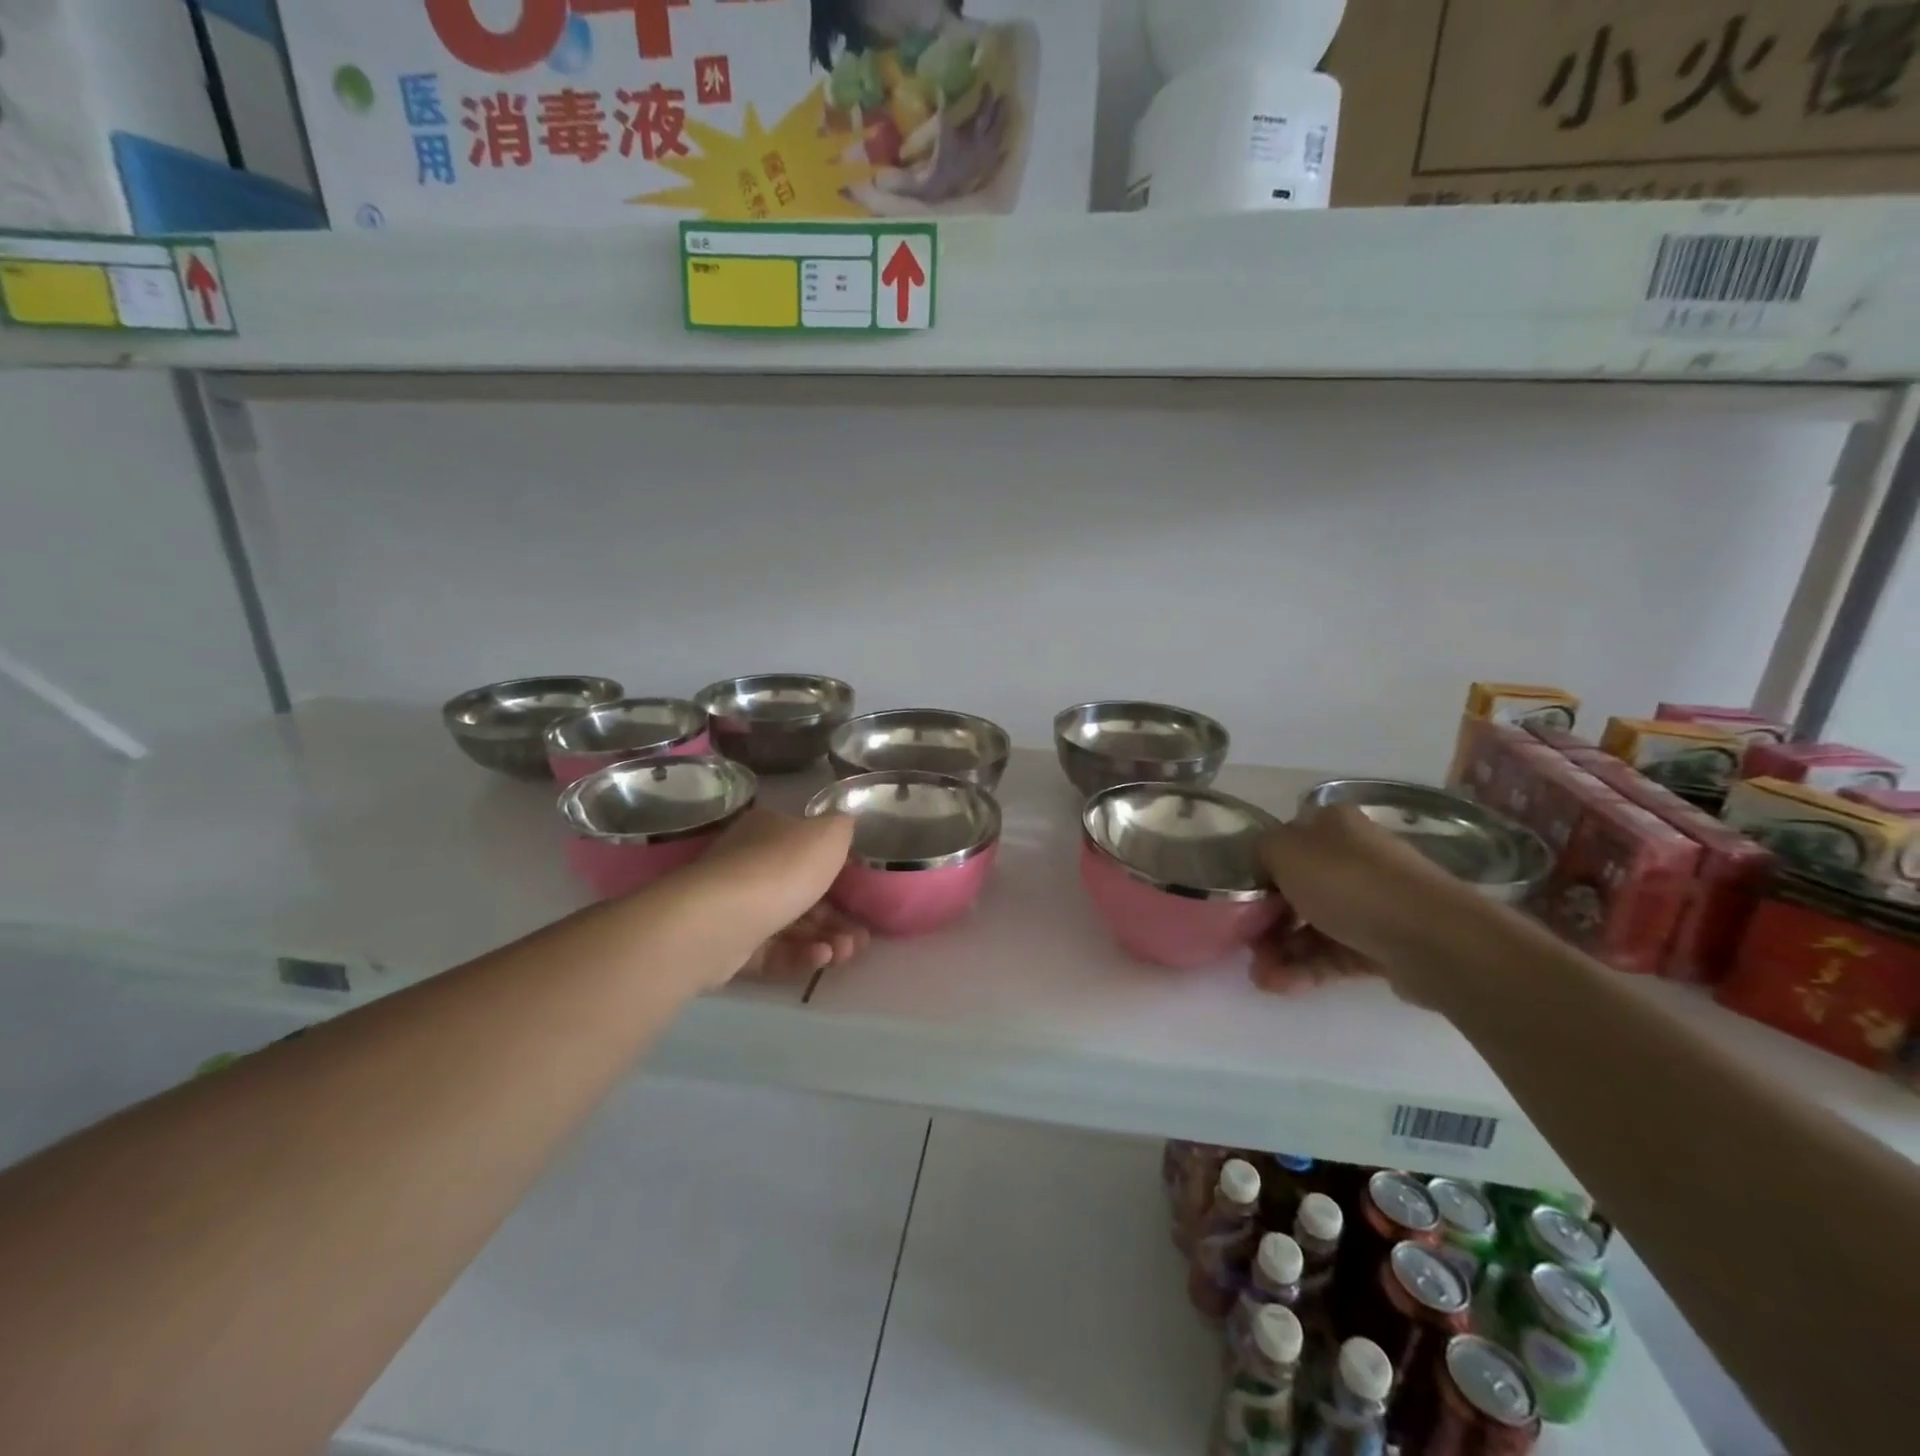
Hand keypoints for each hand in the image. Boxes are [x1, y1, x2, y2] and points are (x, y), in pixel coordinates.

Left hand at [678, 808, 867, 983]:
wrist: (720, 919)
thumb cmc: (781, 867)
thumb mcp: (829, 834)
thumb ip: (842, 828)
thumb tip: (842, 828)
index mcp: (769, 830)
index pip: (807, 847)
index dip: (838, 871)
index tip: (862, 892)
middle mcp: (749, 863)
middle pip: (802, 891)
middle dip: (837, 916)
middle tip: (862, 937)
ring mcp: (736, 906)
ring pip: (790, 924)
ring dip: (825, 938)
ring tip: (847, 952)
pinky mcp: (729, 946)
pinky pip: (772, 951)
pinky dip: (799, 955)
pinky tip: (821, 959)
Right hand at [1251, 805, 1483, 1002]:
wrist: (1432, 938)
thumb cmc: (1349, 883)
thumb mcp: (1284, 850)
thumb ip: (1260, 852)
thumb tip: (1263, 868)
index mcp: (1332, 827)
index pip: (1284, 845)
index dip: (1257, 872)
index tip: (1239, 900)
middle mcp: (1354, 858)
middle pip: (1296, 889)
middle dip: (1267, 920)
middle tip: (1247, 945)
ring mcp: (1373, 902)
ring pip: (1313, 925)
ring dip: (1281, 951)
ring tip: (1262, 978)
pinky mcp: (1384, 944)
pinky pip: (1334, 954)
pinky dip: (1305, 969)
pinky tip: (1280, 986)